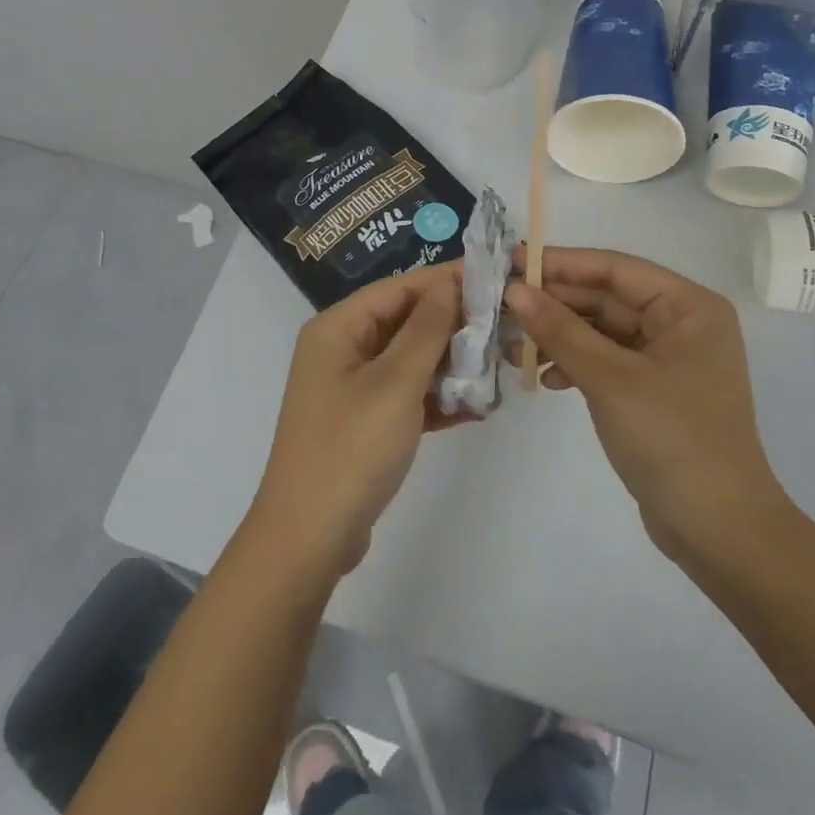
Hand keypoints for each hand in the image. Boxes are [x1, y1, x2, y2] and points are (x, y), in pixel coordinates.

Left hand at [251, 261, 468, 577]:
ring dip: (450, 363)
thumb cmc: (351, 448)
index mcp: (337, 328)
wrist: (309, 538)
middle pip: (404, 322)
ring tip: (499, 363)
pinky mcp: (364, 422)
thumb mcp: (395, 383)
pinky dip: (437, 398)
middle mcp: (341, 350)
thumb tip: (449, 282)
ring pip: (409, 360)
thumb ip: (427, 329)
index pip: (398, 288)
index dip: (444, 280)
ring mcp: (352, 388)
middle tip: (505, 323)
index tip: (493, 277)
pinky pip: (406, 395)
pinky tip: (477, 406)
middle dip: (452, 324)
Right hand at [506, 248, 788, 563]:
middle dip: (555, 304)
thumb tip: (514, 290)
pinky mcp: (653, 390)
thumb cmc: (672, 440)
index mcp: (688, 307)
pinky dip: (575, 364)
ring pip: (601, 330)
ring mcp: (667, 359)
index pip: (614, 269)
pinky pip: (606, 360)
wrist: (718, 530)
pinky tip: (545, 378)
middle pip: (606, 298)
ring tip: (513, 348)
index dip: (560, 263)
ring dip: (559, 336)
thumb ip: (560, 330)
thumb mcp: (610, 379)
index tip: (510, 261)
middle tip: (500, 307)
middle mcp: (681, 324)